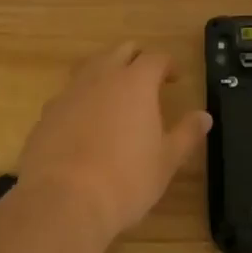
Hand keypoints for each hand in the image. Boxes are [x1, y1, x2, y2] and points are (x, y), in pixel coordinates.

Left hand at [15, 41, 210, 247]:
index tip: (175, 78)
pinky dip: (81, 99)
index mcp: (136, 82)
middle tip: (146, 78)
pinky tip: (84, 123)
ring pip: (91, 67)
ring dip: (106, 73)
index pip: (156, 58)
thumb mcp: (166, 161)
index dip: (168, 65)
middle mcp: (102, 77)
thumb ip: (186, 134)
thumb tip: (204, 116)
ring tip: (114, 96)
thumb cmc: (125, 180)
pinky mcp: (47, 114)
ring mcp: (70, 92)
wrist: (62, 202)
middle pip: (121, 51)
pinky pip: (68, 95)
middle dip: (136, 58)